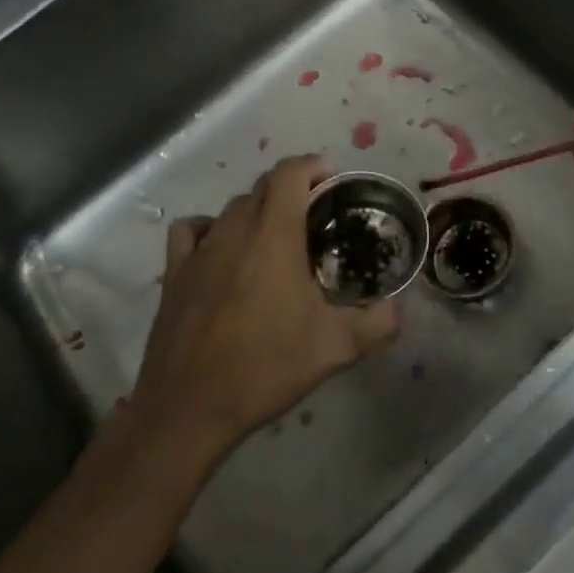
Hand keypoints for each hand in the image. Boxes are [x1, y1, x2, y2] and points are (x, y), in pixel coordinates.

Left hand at [126, 155, 400, 470]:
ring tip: (274, 236)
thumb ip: (377, 323)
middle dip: (290, 189)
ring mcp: (199, 250)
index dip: (312, 166)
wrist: (190, 406)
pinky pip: (191, 231)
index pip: (289, 174)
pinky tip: (221, 250)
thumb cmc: (266, 367)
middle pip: (261, 187)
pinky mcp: (174, 274)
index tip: (332, 181)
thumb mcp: (336, 348)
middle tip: (315, 215)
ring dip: (255, 210)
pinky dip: (209, 228)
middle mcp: (234, 231)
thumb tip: (399, 310)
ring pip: (230, 208)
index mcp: (274, 236)